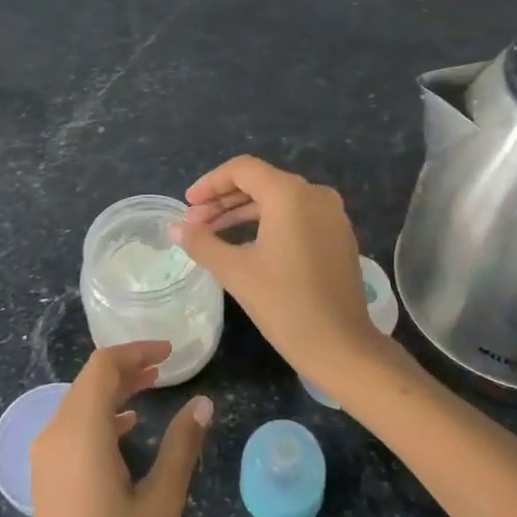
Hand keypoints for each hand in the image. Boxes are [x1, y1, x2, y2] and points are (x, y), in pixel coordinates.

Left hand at [23, 343, 211, 516]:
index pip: (103, 367)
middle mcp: (55, 435)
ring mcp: (45, 459)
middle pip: (89, 382)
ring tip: (152, 389)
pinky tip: (126, 429)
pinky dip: (100, 417)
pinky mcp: (46, 480)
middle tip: (166, 369)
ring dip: (114, 392)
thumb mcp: (160, 503)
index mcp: (80, 432)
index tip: (170, 352)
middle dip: (126, 369)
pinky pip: (72, 429)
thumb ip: (181, 446)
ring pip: (79, 405)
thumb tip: (203, 403)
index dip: (135, 351)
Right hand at [171, 155, 401, 386]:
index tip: (187, 204)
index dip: (210, 183)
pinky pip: (296, 216)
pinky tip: (246, 245)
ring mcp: (332, 215)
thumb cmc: (284, 304)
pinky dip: (268, 223)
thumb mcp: (235, 271)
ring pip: (279, 200)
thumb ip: (201, 242)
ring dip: (243, 213)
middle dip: (223, 200)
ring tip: (212, 234)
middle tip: (194, 222)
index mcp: (290, 194)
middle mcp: (315, 194)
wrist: (341, 347)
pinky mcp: (338, 236)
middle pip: (261, 182)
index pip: (242, 170)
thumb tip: (174, 227)